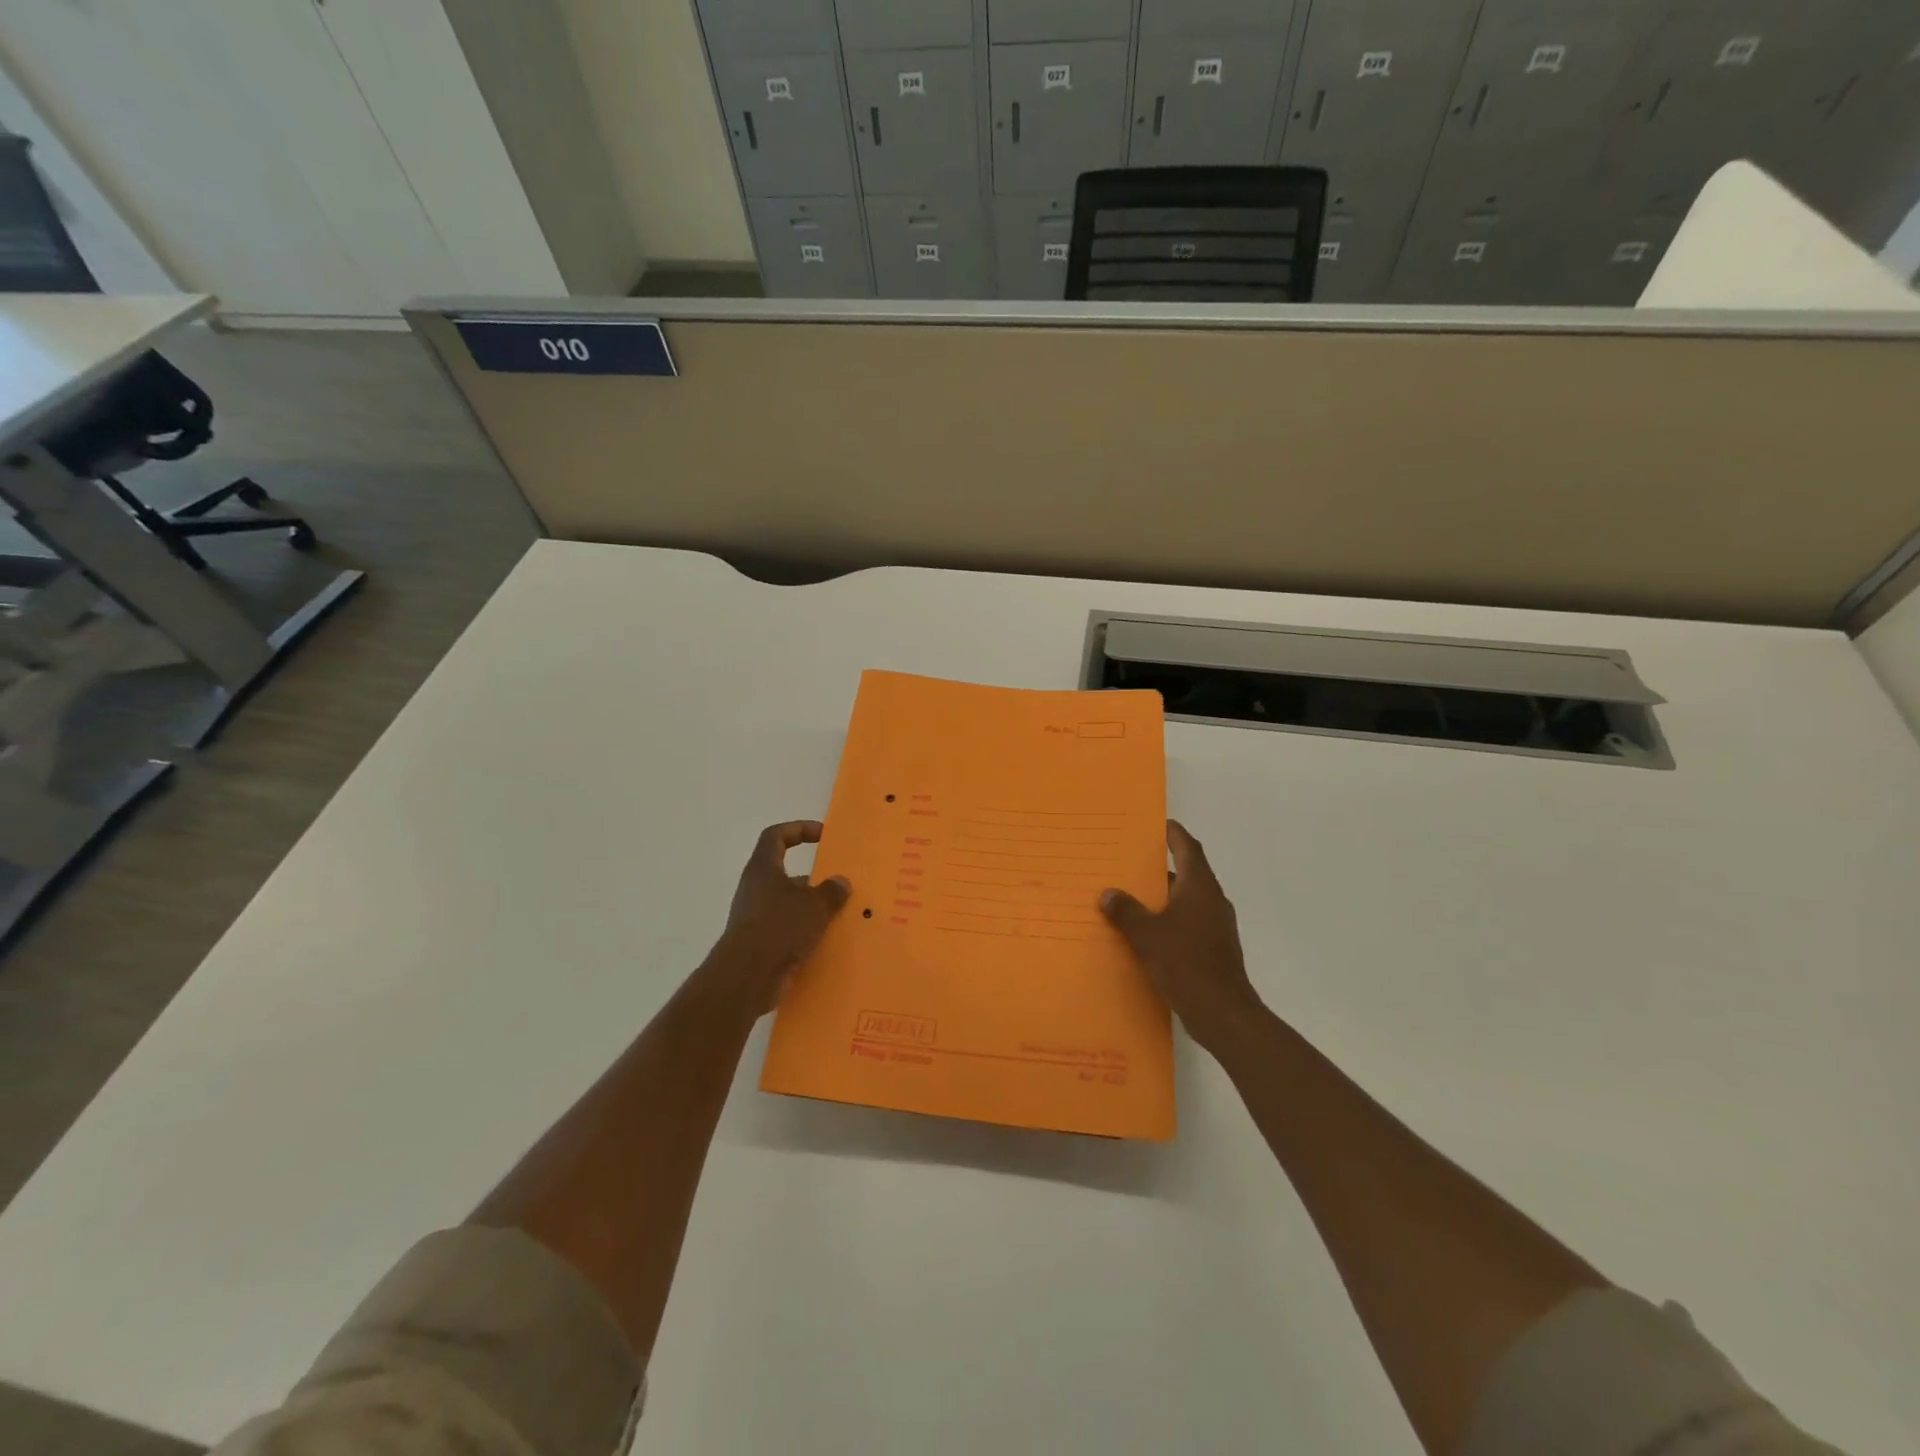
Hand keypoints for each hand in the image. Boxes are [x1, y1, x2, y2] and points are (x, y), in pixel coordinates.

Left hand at [701, 821, 850, 1020]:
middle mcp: (755, 888)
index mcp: (763, 869)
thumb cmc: (779, 928)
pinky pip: (786, 928)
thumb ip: (831, 891)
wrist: (747, 977)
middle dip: (812, 876)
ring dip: (810, 906)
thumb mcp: (815, 906)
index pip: (776, 835)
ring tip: (839, 914)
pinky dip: (804, 931)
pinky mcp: (758, 942)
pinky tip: (826, 940)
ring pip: (787, 903)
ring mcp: (754, 916)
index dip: (799, 829)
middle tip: (838, 882)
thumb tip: (840, 882)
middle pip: (784, 871)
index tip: (822, 834)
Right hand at [1102, 821, 1267, 1054]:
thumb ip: (1126, 911)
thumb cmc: (1186, 963)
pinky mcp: (1214, 948)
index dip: (1173, 834)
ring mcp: (1216, 925)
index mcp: (1199, 887)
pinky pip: (1188, 922)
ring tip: (1130, 896)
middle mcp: (1211, 900)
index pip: (1188, 847)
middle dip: (1160, 867)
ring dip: (1163, 896)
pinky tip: (1146, 932)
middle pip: (1187, 872)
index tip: (1156, 824)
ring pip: (1186, 900)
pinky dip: (1169, 919)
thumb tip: (1108, 893)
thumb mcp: (1147, 935)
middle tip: (1129, 862)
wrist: (1223, 1013)